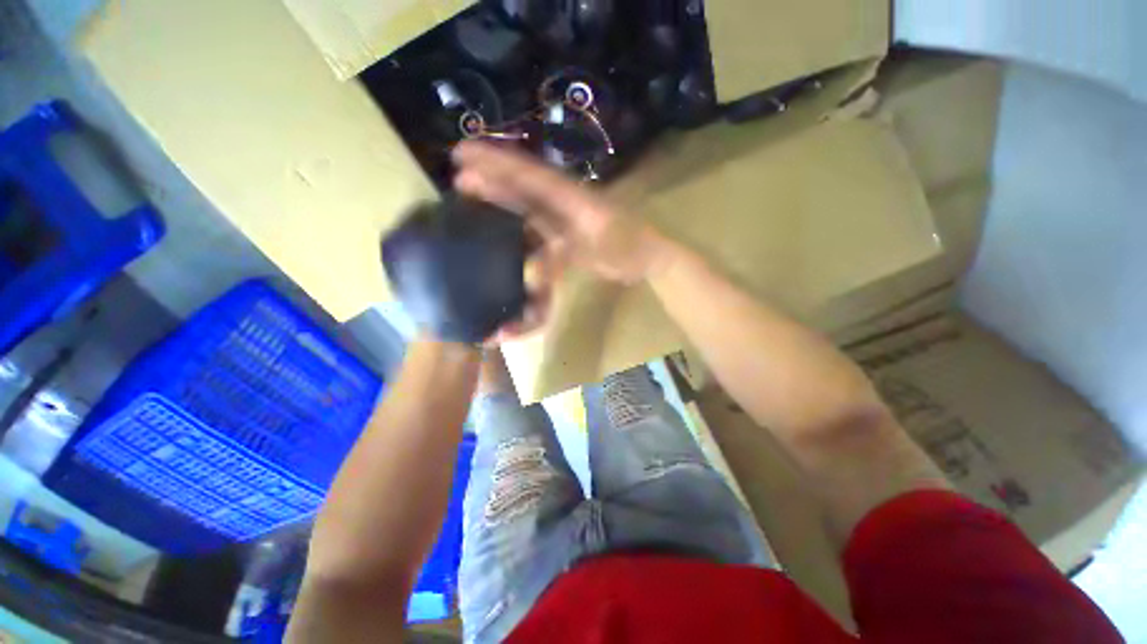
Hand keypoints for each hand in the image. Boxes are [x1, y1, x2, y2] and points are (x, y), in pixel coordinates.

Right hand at [452, 141, 668, 284]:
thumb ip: (566, 254)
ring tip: (469, 191)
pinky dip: (516, 220)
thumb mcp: (599, 250)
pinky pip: (535, 223)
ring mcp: (563, 216)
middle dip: (491, 175)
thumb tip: (531, 267)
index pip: (529, 175)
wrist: (646, 256)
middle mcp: (563, 200)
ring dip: (500, 196)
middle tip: (457, 171)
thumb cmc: (628, 248)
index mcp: (570, 196)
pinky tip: (501, 224)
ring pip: (526, 202)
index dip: (497, 163)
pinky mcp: (564, 232)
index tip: (465, 154)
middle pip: (523, 183)